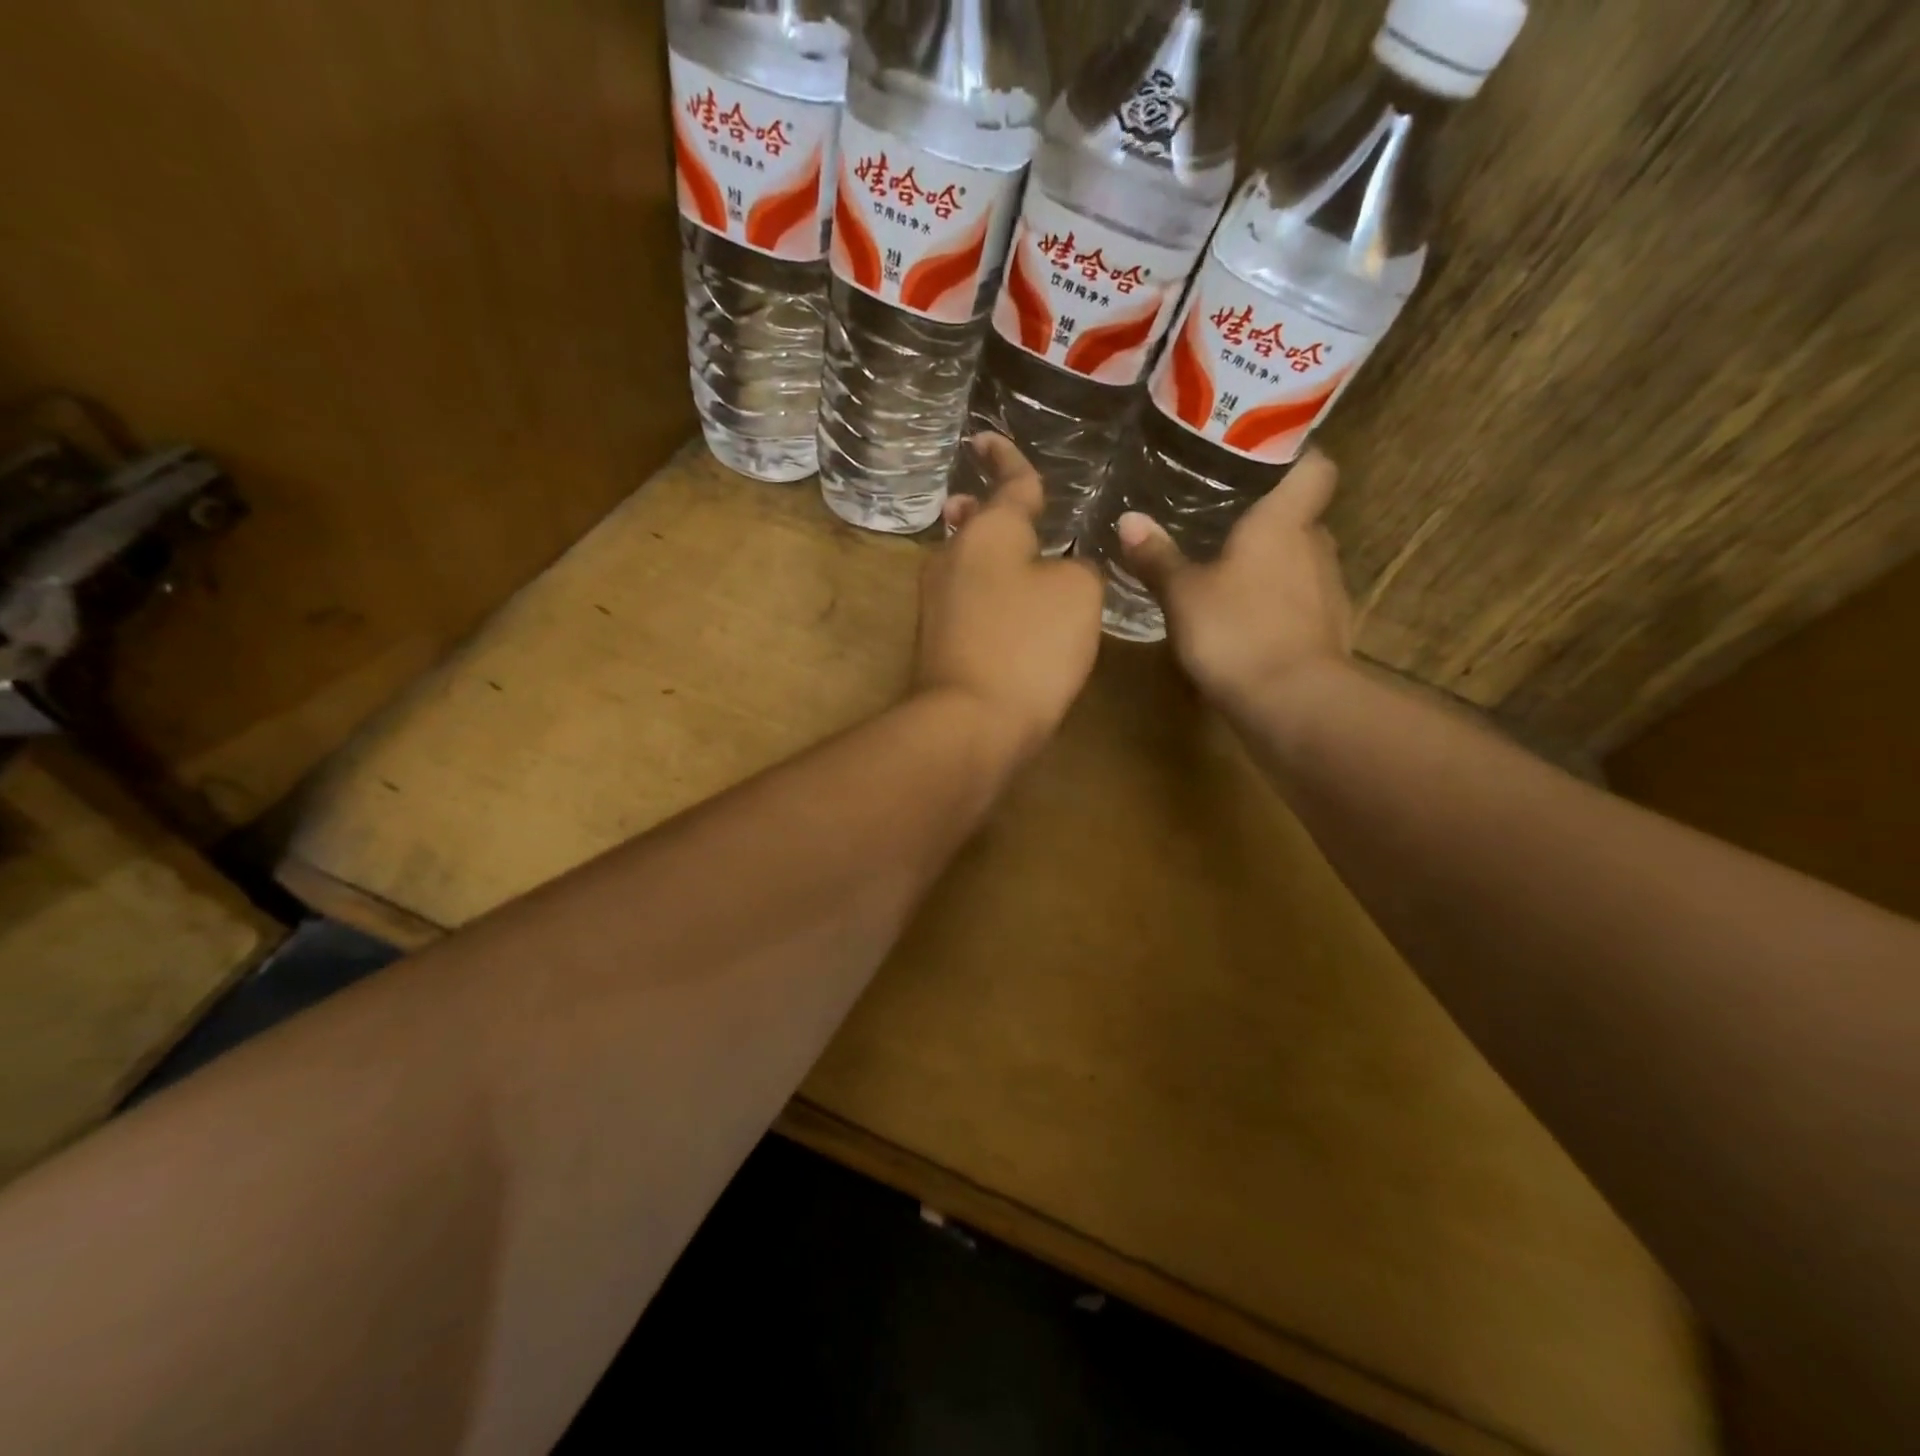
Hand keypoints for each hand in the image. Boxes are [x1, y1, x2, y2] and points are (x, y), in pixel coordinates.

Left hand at [917, 435, 1102, 761]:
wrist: (971, 723)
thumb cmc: (1028, 646)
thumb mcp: (1078, 595)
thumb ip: (1078, 567)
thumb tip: (1061, 570)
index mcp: (990, 531)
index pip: (1008, 483)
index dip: (1006, 458)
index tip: (986, 437)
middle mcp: (954, 557)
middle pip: (976, 523)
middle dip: (986, 508)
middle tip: (993, 497)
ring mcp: (938, 601)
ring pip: (968, 562)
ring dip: (986, 550)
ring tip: (1007, 548)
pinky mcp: (937, 641)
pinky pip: (968, 599)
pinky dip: (987, 591)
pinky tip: (1004, 604)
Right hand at [1115, 450, 1352, 714]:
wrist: (1292, 702)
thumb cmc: (1236, 630)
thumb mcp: (1182, 593)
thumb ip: (1157, 556)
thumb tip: (1128, 519)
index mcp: (1284, 522)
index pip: (1314, 467)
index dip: (1295, 457)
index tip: (1263, 461)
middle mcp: (1316, 547)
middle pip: (1301, 518)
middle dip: (1268, 519)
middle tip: (1224, 522)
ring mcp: (1329, 591)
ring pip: (1301, 562)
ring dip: (1272, 566)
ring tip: (1230, 575)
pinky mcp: (1330, 631)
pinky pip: (1302, 602)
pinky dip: (1279, 605)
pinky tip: (1247, 622)